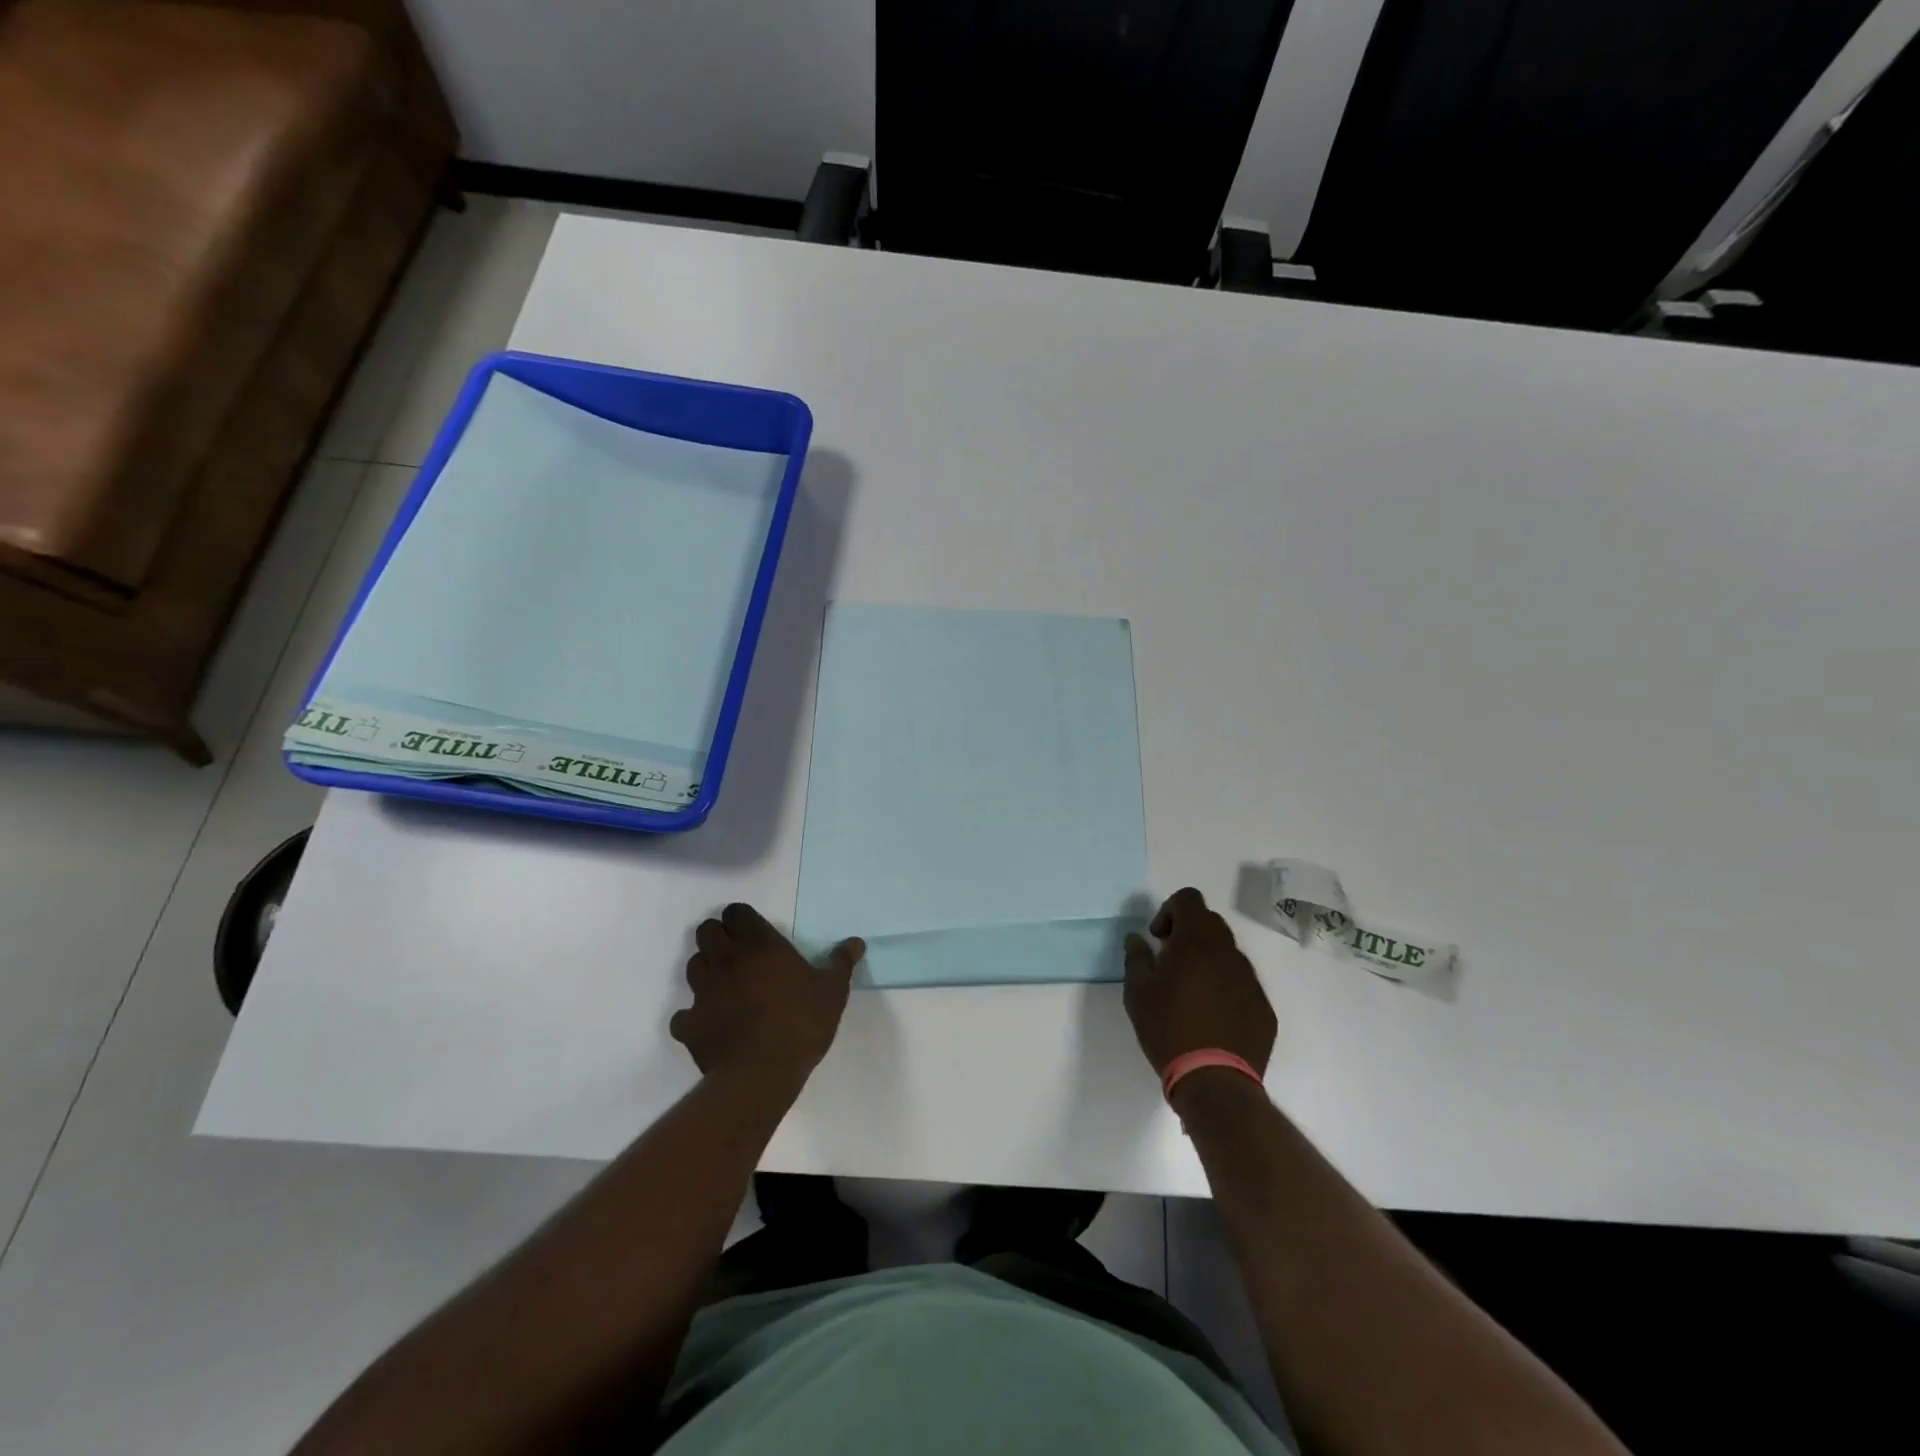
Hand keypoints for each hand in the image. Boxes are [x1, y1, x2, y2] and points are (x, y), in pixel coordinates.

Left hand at [670, 904, 864, 1095]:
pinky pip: (683, 1014)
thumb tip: (856, 942)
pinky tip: (710, 1024)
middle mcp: (726, 960)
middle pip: (707, 931)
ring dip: (706, 969)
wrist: (763, 1073)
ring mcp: (703, 992)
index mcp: (759, 945)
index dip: (742, 919)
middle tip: (738, 953)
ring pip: (693, 965)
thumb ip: (841, 962)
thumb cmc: (802, 1022)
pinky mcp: (689, 1025)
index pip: (736, 912)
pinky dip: (693, 1016)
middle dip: (718, 937)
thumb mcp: (833, 990)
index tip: (754, 932)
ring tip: (725, 985)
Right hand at [1123, 887, 1275, 1078]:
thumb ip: (1136, 957)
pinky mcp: (1263, 1007)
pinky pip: (1242, 983)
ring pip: (1228, 954)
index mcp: (1196, 942)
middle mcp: (1229, 952)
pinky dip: (1225, 988)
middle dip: (1188, 933)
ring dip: (1208, 961)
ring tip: (1190, 994)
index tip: (1158, 938)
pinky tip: (1211, 1017)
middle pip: (1210, 923)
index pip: (1189, 899)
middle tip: (1169, 963)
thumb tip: (1137, 939)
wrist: (1214, 1081)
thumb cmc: (1168, 1029)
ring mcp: (1251, 980)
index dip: (1170, 910)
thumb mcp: (1137, 992)